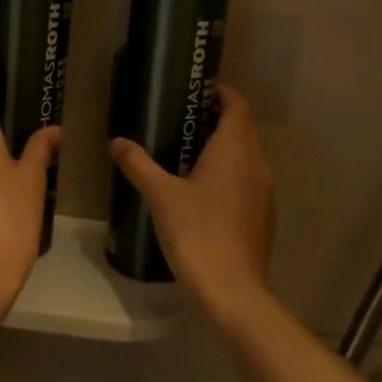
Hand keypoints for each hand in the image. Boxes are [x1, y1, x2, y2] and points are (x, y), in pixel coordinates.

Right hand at [110, 84, 275, 320]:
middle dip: (218, 120)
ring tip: (189, 154)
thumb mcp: (160, 195)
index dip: (222, 93)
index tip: (198, 91)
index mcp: (234, 149)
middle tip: (184, 120)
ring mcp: (264, 192)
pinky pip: (248, 182)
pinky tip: (204, 193)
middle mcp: (256, 164)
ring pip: (247, 157)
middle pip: (243, 129)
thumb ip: (138, 164)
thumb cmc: (196, 232)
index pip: (237, 106)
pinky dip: (230, 175)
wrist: (231, 290)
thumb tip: (117, 142)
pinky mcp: (264, 217)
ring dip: (225, 149)